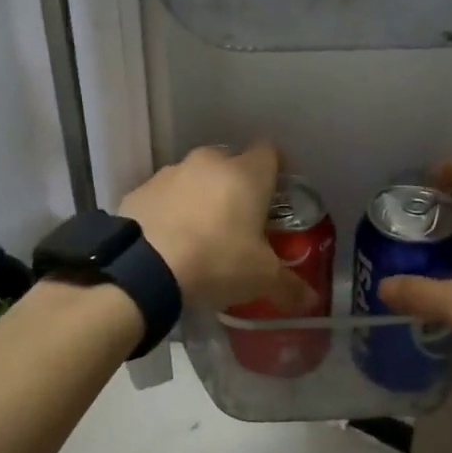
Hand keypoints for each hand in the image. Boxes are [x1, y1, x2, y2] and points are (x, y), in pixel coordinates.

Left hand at [120, 143, 319, 312]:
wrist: (144, 269)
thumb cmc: (217, 261)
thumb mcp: (261, 279)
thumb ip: (290, 286)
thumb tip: (312, 300)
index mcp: (247, 173)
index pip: (270, 152)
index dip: (276, 169)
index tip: (277, 193)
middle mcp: (209, 162)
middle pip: (230, 163)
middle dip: (236, 187)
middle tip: (239, 221)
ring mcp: (170, 173)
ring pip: (194, 178)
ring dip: (201, 197)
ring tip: (201, 234)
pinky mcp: (139, 190)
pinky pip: (164, 196)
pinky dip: (170, 211)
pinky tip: (169, 241)